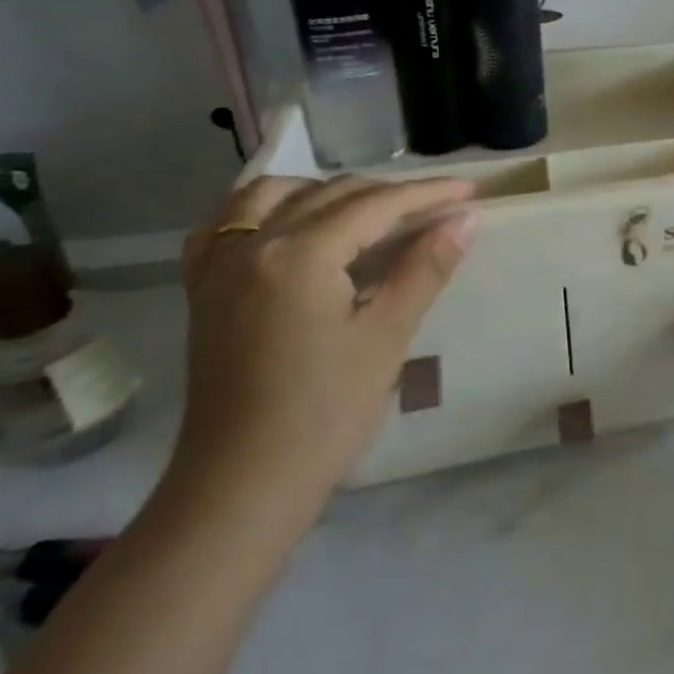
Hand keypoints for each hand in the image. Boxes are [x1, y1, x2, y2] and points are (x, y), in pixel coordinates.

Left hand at [169, 175, 477, 530]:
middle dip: (388, 193)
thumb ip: (426, 267)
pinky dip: (265, 209)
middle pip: (330, 194)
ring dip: (325, 190)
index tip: (469, 190)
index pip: (375, 205)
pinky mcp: (203, 290)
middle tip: (436, 207)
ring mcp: (218, 266)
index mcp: (298, 256)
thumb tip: (466, 219)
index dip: (427, 193)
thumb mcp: (387, 335)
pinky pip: (226, 224)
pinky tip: (291, 223)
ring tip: (367, 209)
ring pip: (272, 195)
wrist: (243, 483)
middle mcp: (252, 246)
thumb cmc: (326, 412)